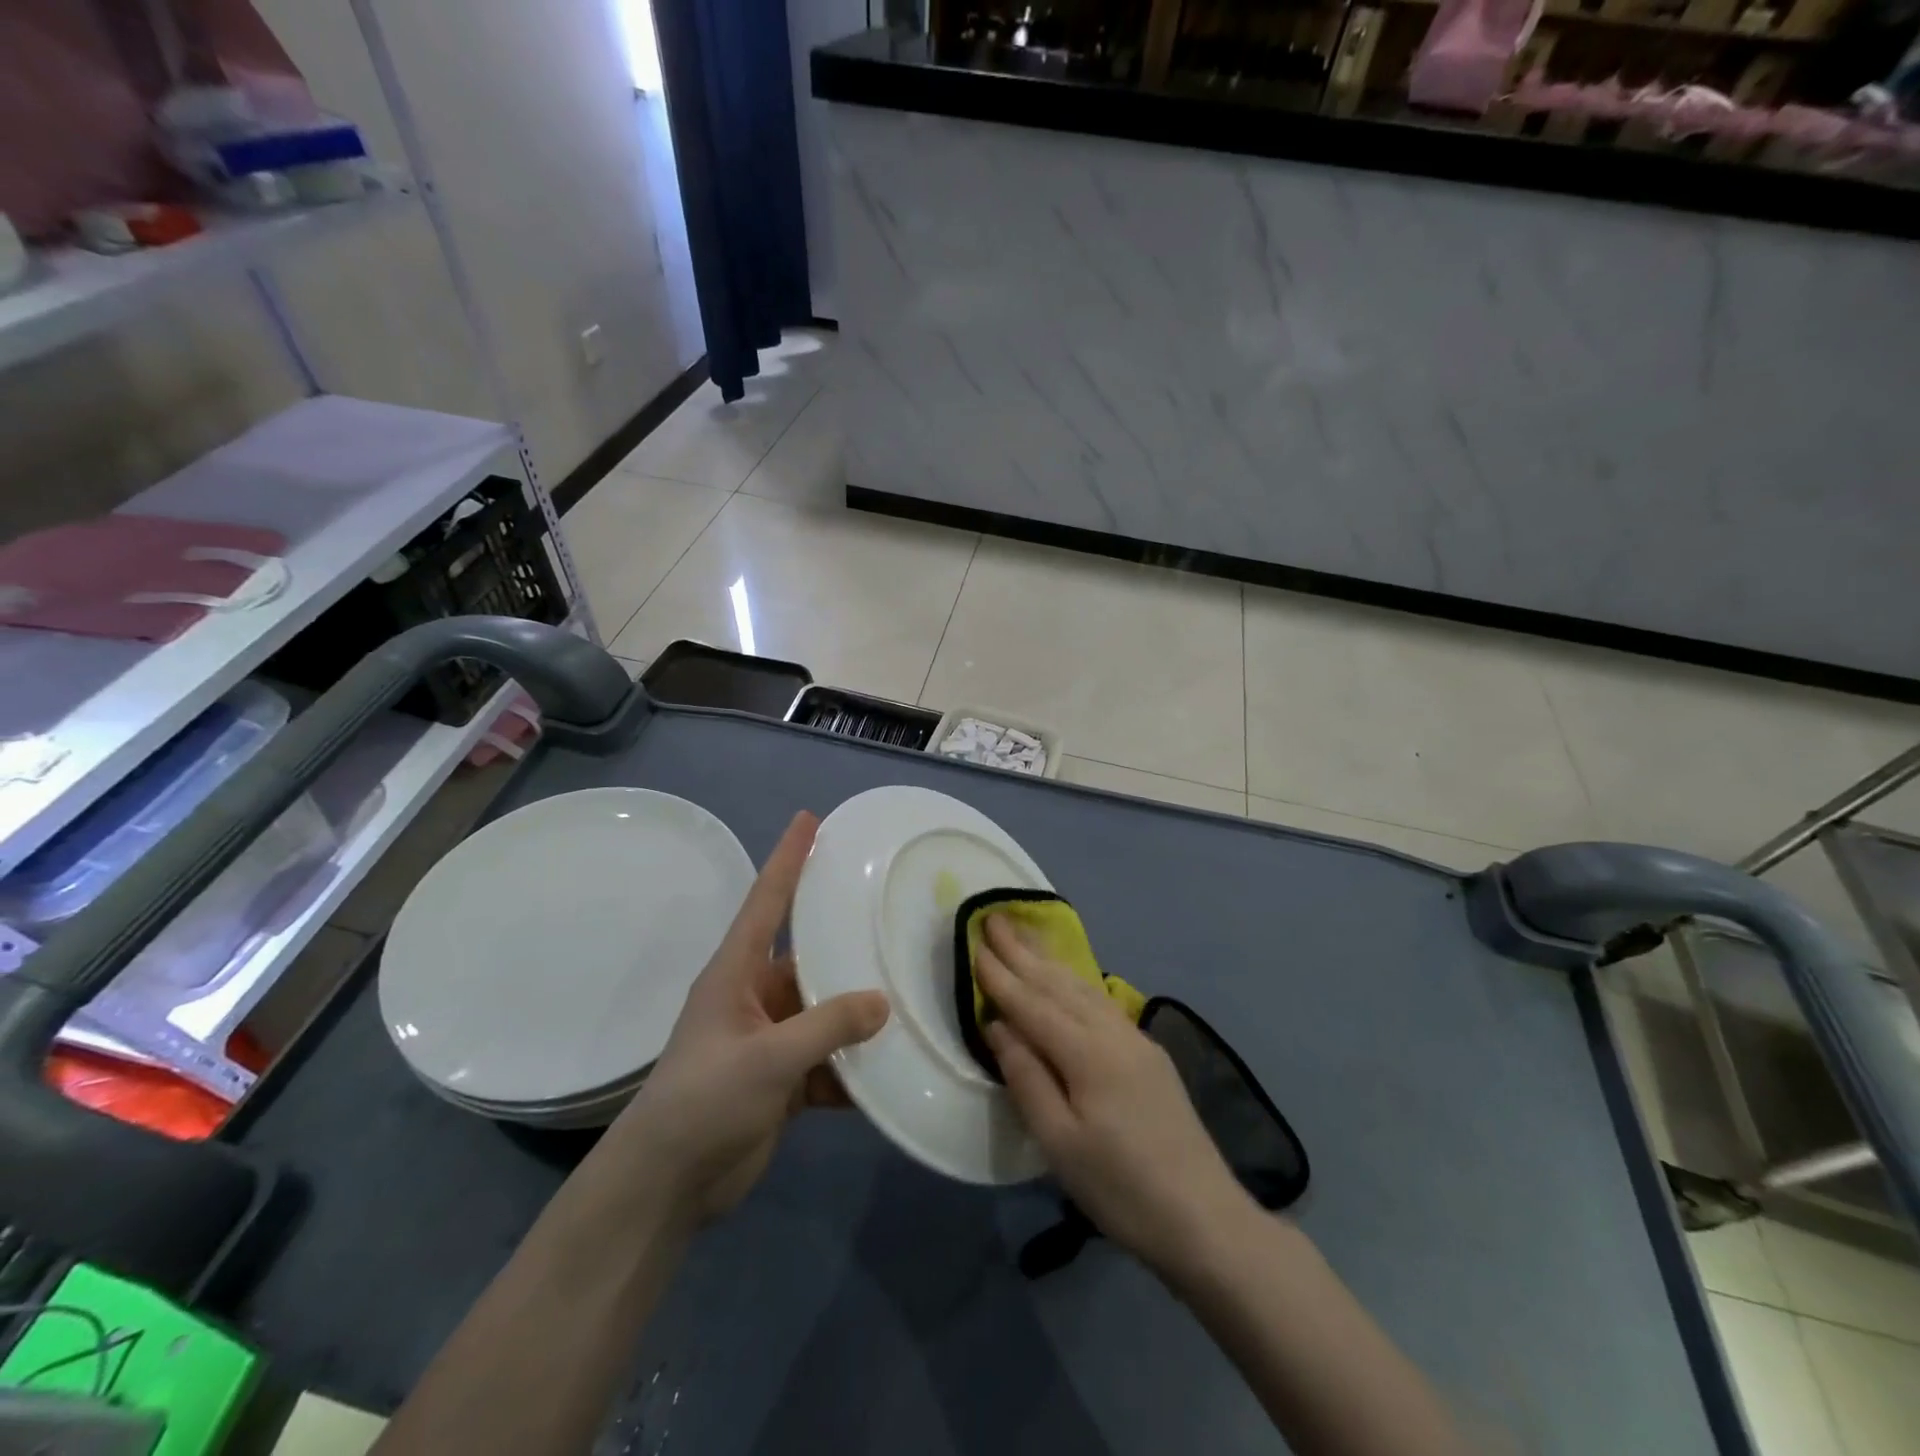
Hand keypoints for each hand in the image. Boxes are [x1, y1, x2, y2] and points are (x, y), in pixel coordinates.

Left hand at [608, 812, 888, 1224]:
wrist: (667, 1186)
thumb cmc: (703, 1101)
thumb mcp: (766, 1058)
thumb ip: (827, 1026)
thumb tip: (884, 1000)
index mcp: (737, 972)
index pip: (767, 900)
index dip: (788, 858)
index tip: (809, 819)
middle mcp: (756, 995)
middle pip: (809, 954)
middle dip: (845, 938)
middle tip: (891, 910)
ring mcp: (771, 1038)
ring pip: (825, 1009)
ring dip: (859, 1009)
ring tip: (909, 989)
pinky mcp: (784, 1078)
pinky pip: (830, 1059)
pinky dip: (855, 1065)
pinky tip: (893, 1066)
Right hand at [977, 916, 1253, 1273]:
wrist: (1205, 1219)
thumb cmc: (1122, 1188)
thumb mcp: (1060, 1144)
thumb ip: (1026, 1078)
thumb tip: (999, 1026)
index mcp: (1088, 1053)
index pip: (1033, 1005)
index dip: (1001, 976)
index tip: (975, 943)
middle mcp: (1113, 1033)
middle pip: (1059, 985)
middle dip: (1023, 952)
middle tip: (996, 918)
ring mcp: (1136, 1040)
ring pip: (1083, 989)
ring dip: (1049, 962)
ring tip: (1025, 937)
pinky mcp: (1150, 1054)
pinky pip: (1101, 1003)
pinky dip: (1076, 983)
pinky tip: (1069, 980)